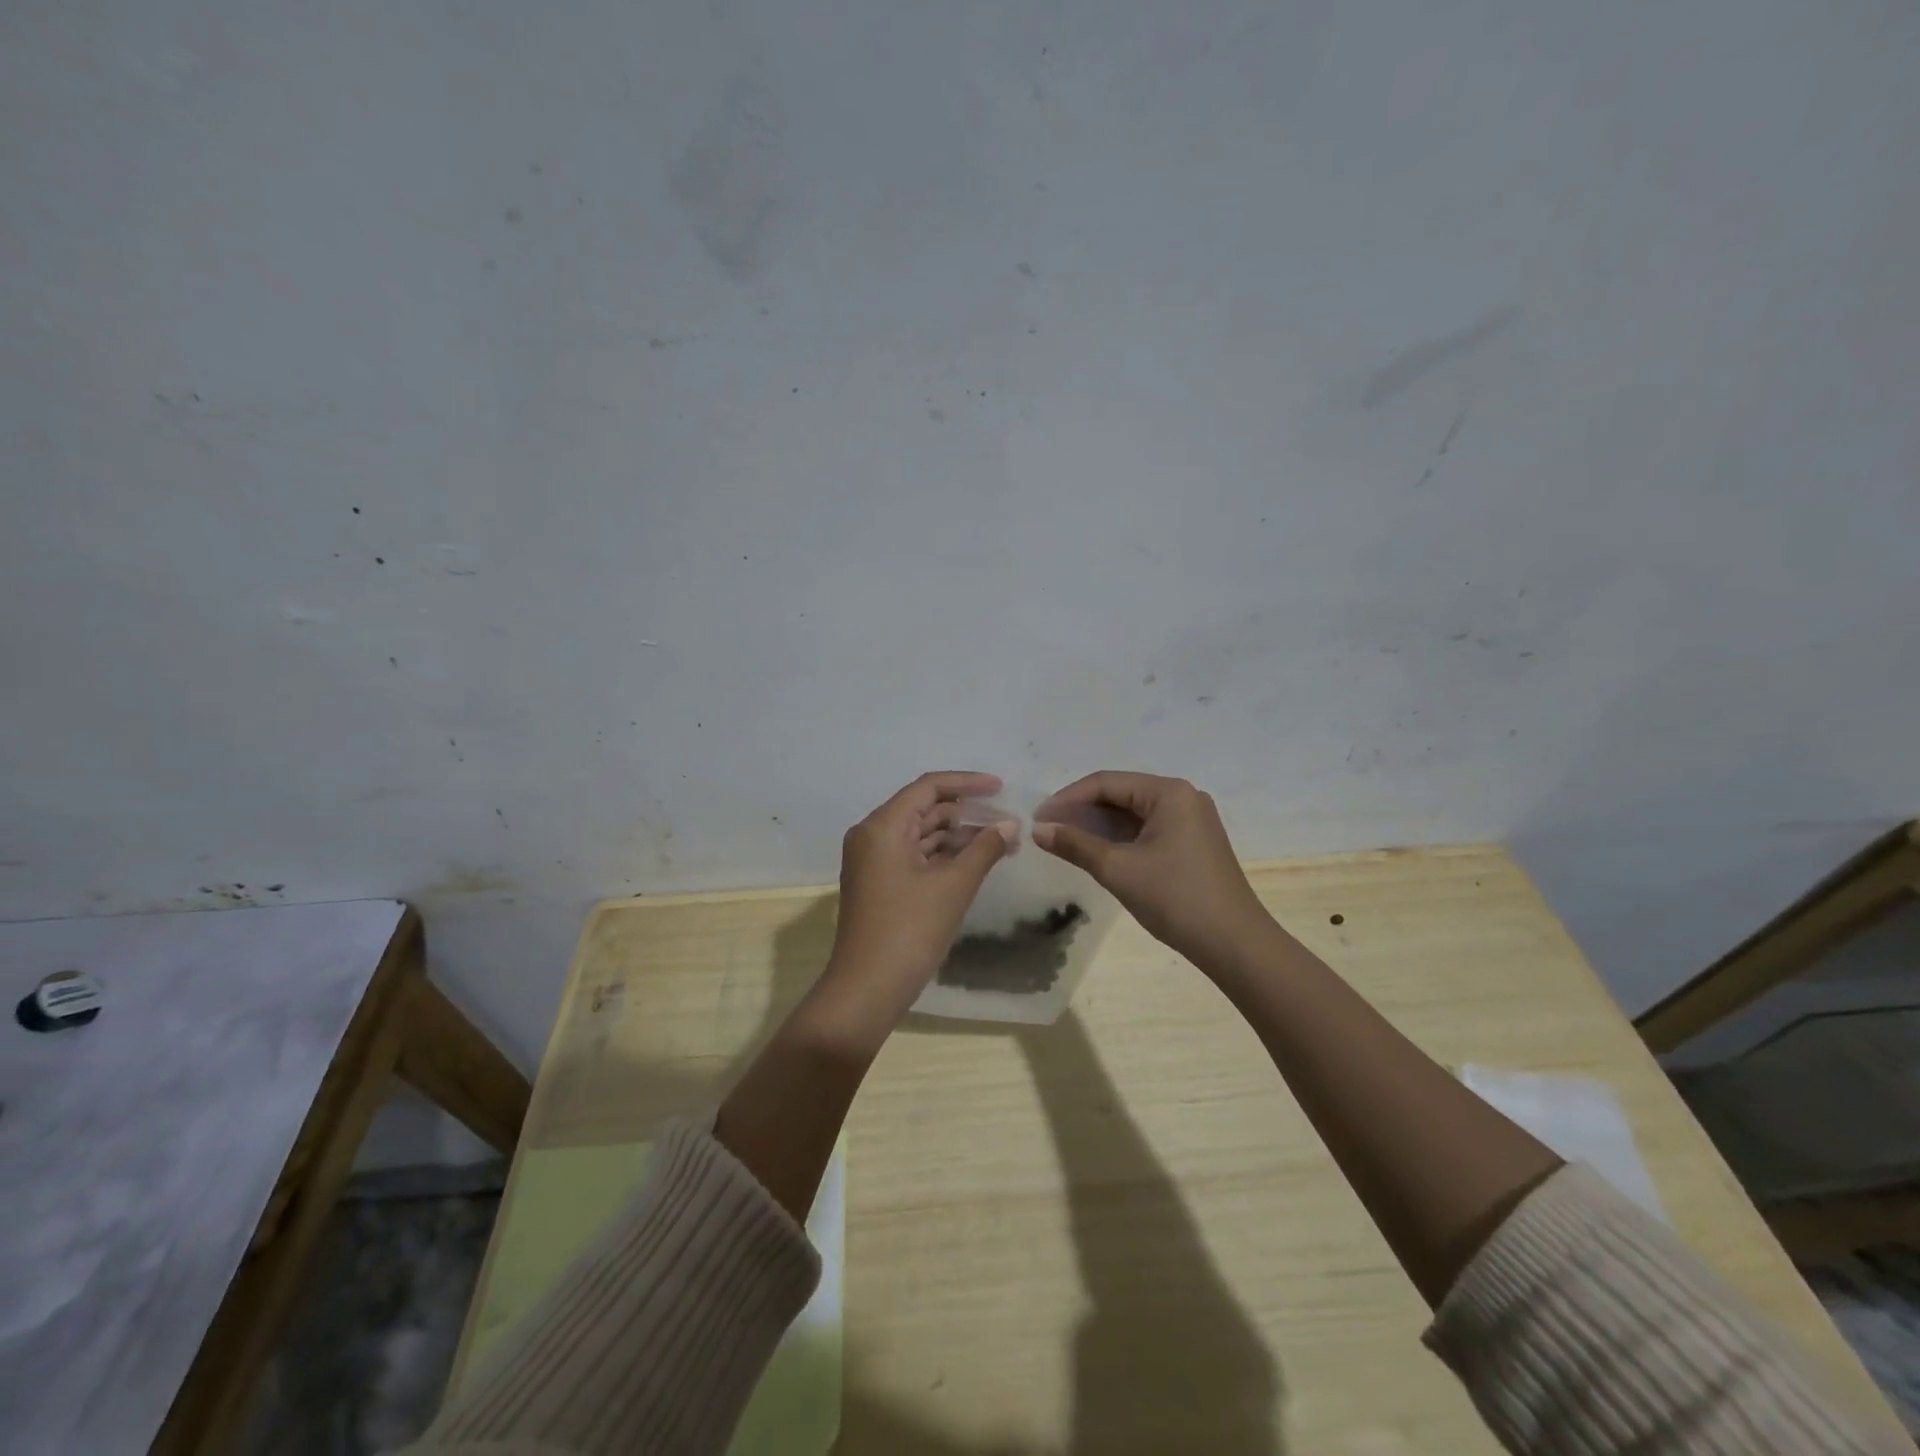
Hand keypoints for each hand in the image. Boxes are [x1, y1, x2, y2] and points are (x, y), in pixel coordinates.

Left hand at [808, 771, 1014, 1047]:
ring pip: (922, 834)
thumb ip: (984, 849)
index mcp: (882, 826)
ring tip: (1002, 843)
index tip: (1001, 788)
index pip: (928, 788)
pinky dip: (944, 856)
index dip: (967, 784)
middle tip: (1008, 822)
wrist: (867, 989)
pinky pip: (915, 856)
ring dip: (959, 837)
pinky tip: (976, 862)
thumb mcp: (953, 886)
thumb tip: (1010, 825)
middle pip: (925, 809)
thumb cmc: (909, 930)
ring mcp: (873, 861)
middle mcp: (872, 835)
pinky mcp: (879, 883)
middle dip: (967, 814)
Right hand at [1031, 771, 1270, 968]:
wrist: (1235, 945)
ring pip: (1133, 814)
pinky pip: (1147, 830)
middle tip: (1047, 829)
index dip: (1068, 798)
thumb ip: (1075, 844)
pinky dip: (1120, 838)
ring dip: (1099, 826)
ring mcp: (1191, 821)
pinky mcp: (1193, 843)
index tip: (1038, 818)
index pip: (1107, 782)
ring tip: (1064, 841)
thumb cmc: (1175, 898)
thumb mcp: (1118, 869)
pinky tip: (1096, 852)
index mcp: (1169, 793)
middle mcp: (1183, 797)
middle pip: (1121, 794)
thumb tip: (1037, 830)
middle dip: (1082, 811)